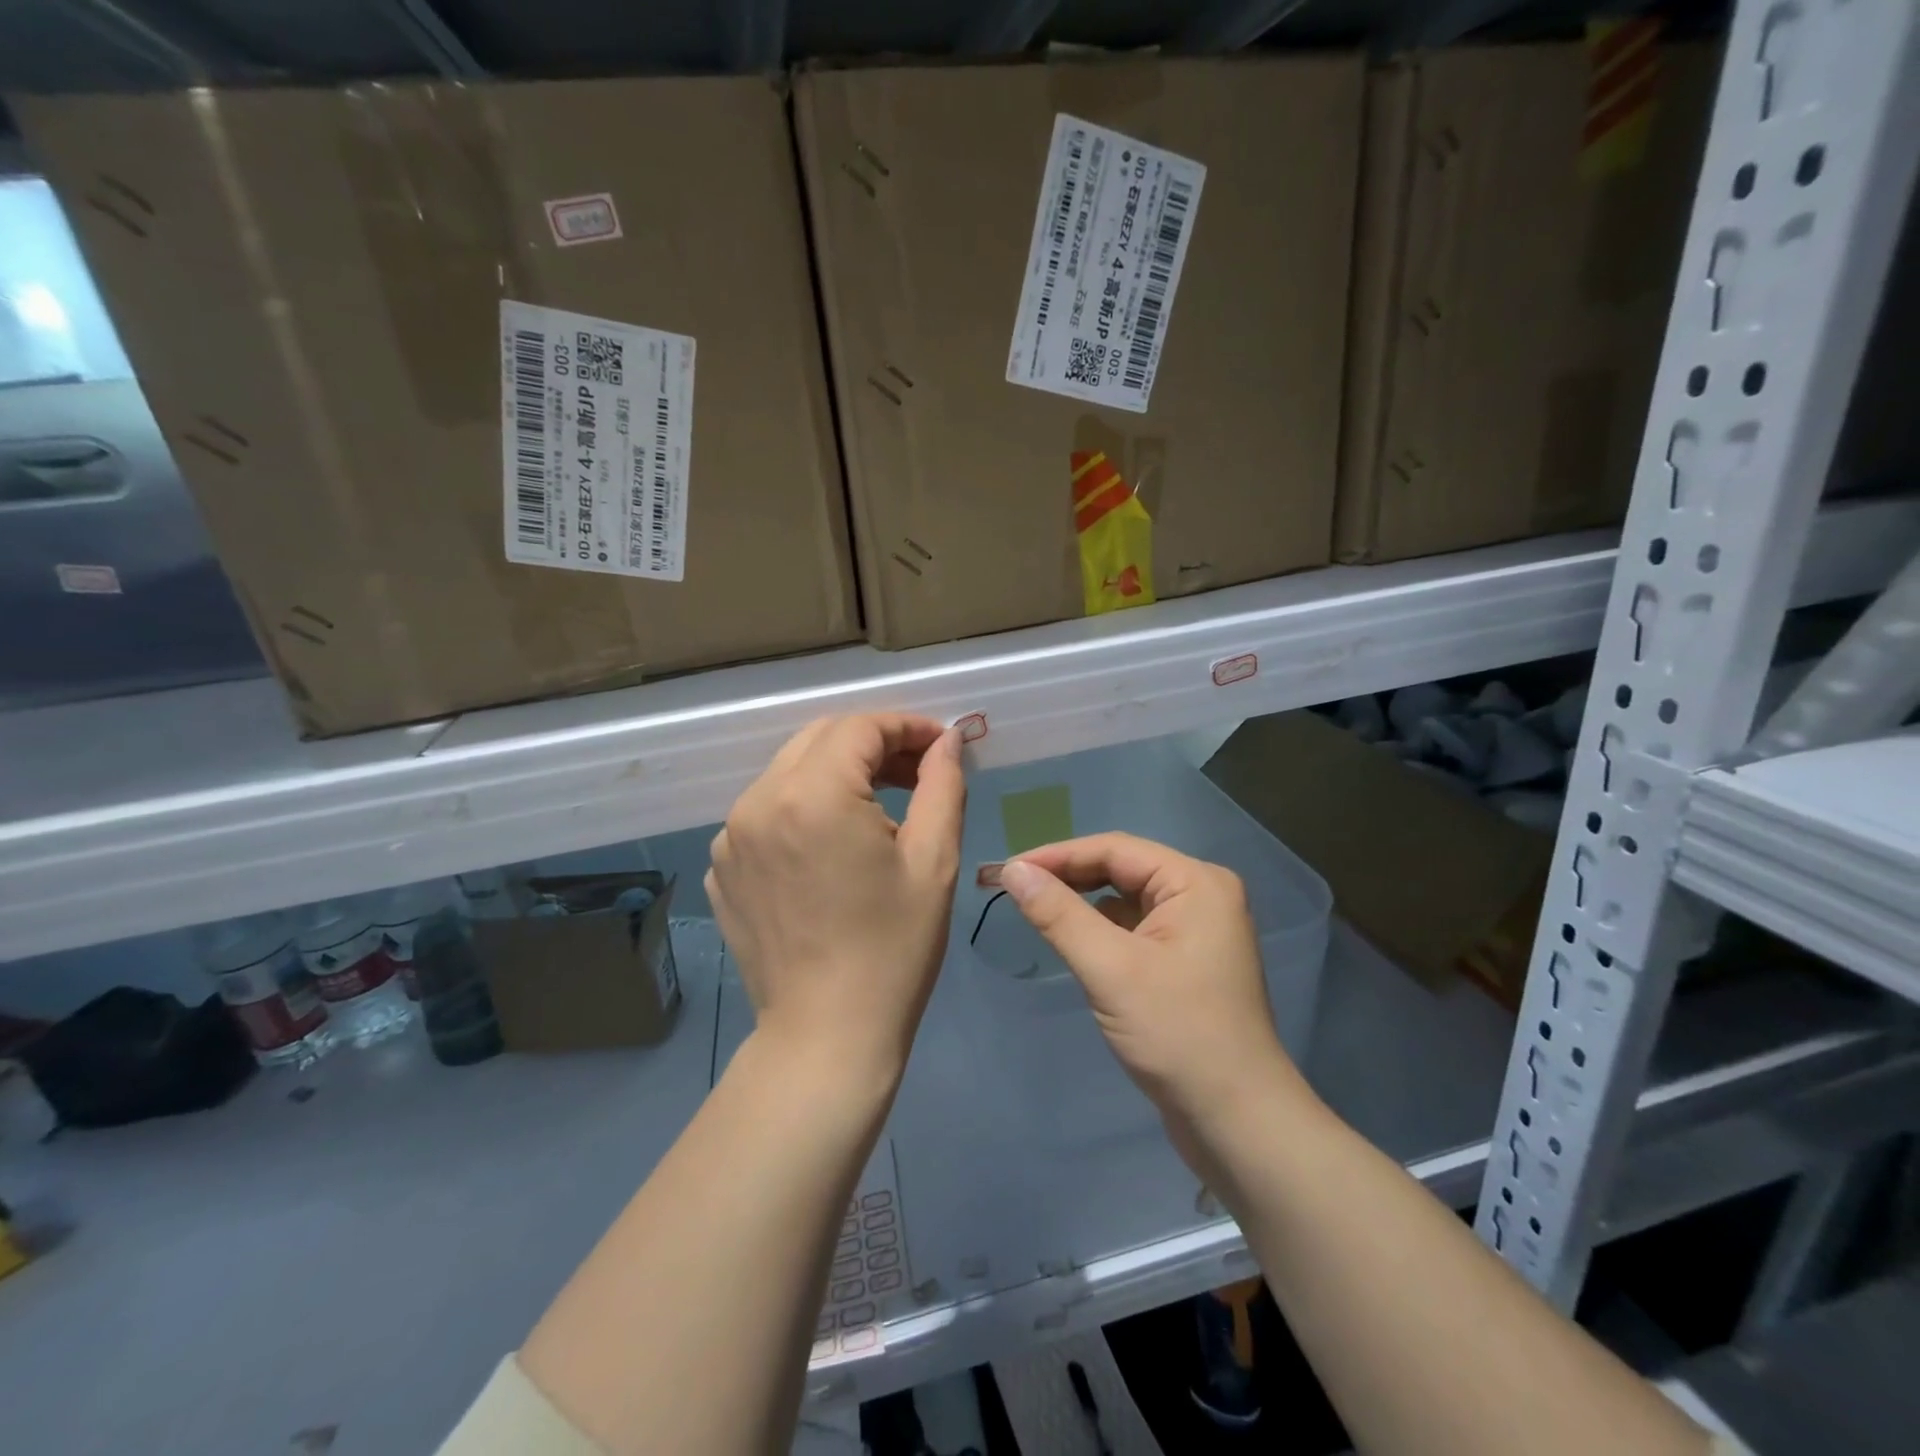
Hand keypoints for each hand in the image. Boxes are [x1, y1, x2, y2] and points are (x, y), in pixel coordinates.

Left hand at [707, 714, 965, 1083]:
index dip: (907, 727)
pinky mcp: (722, 868)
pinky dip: (804, 809)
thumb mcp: (934, 861)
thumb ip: (942, 784)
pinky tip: (834, 848)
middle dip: (873, 744)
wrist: (826, 1036)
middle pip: (820, 739)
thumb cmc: (893, 949)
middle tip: (918, 772)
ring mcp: (730, 837)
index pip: (860, 727)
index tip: (941, 746)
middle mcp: (758, 802)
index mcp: (812, 794)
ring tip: (881, 810)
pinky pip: (766, 813)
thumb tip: (947, 741)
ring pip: (790, 772)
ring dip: (838, 774)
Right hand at [999, 835, 1312, 1167]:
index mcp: (1196, 882)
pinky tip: (1072, 941)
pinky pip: (1134, 928)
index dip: (1056, 855)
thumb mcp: (1110, 969)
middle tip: (1014, 889)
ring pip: (1126, 900)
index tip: (1006, 870)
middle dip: (1068, 877)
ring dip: (1082, 903)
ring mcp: (1197, 930)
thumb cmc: (1178, 1035)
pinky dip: (1101, 930)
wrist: (1238, 1123)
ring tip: (1034, 909)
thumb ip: (1059, 914)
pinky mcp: (1187, 962)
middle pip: (1121, 869)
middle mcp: (1201, 895)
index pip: (1114, 849)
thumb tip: (1012, 870)